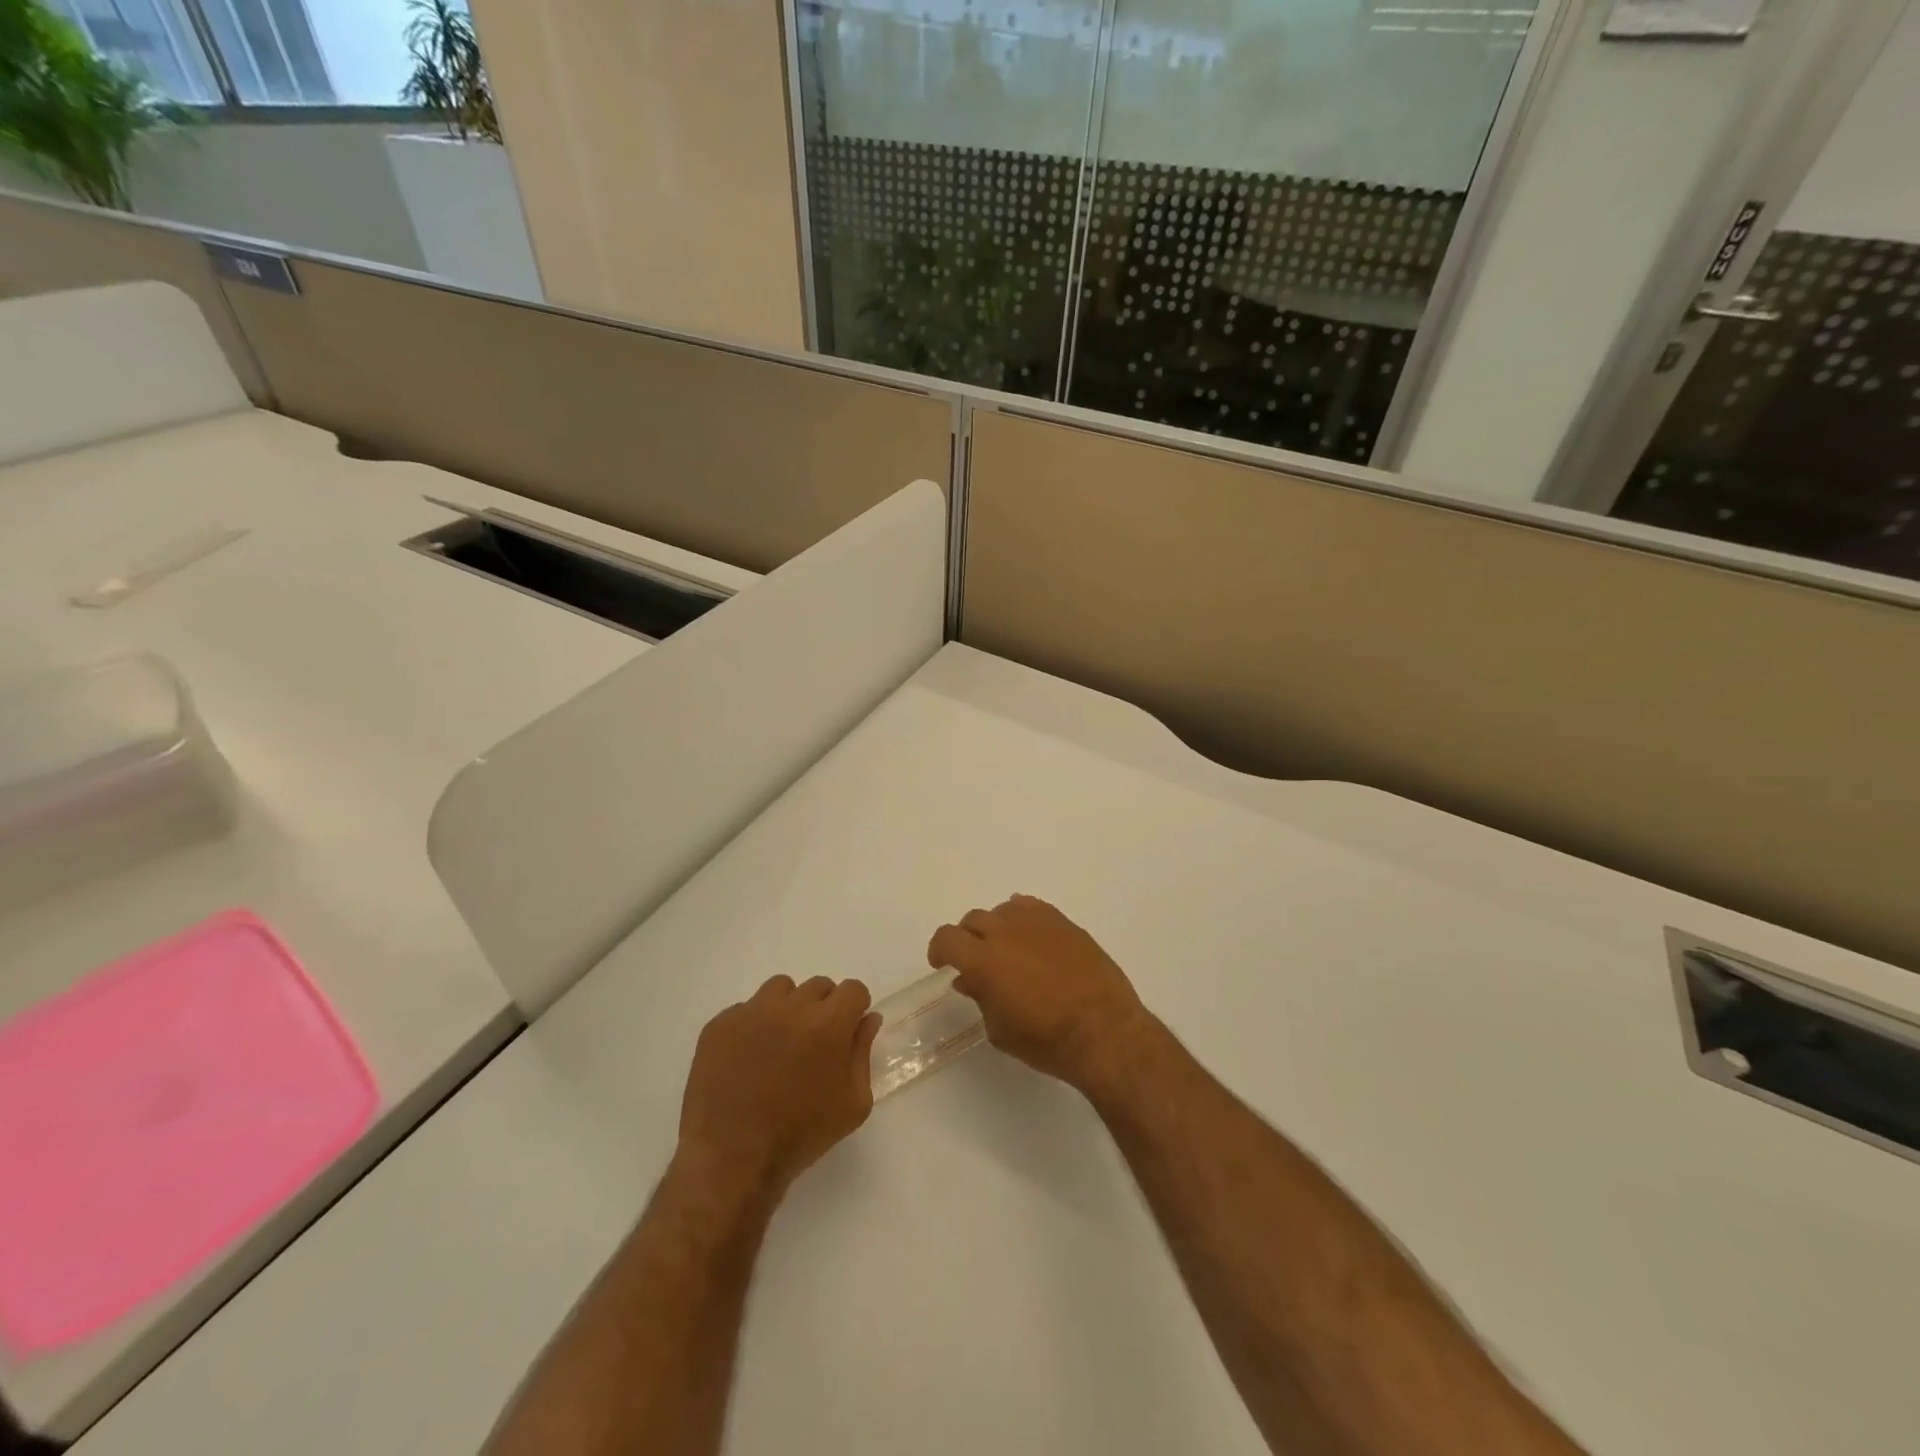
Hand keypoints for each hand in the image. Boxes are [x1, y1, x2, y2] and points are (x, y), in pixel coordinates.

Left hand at [677, 975, 881, 1198]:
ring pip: (781, 989)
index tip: (847, 1033)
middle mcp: (791, 1006)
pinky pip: (745, 1009)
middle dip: (823, 1008)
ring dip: (788, 1008)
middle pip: (819, 986)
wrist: (732, 1159)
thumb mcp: (853, 1103)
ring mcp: (751, 1012)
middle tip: (813, 1045)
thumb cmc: (801, 1134)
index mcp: (828, 1023)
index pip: (853, 989)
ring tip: (780, 1044)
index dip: (854, 1009)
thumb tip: (868, 1018)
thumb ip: (863, 1052)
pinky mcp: (720, 1024)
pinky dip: (753, 1025)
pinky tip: (748, 1058)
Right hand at [927, 895, 1152, 1095]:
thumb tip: (970, 980)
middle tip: (974, 959)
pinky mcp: (1063, 922)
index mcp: (983, 961)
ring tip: (1006, 948)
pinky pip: (1031, 906)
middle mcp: (1005, 933)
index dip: (939, 949)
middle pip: (973, 920)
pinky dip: (1022, 916)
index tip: (943, 963)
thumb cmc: (1046, 1041)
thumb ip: (981, 999)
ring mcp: (1036, 923)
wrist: (1104, 1031)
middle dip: (967, 938)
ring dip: (996, 927)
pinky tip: (1029, 935)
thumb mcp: (1001, 1031)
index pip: (947, 938)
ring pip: (1002, 910)